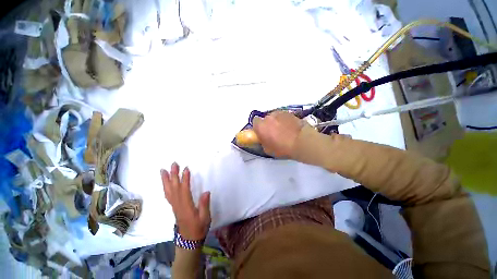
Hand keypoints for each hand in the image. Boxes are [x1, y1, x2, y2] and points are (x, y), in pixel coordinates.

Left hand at [161, 163, 210, 240]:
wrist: (189, 240)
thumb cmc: (199, 228)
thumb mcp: (205, 218)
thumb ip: (204, 205)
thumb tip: (206, 192)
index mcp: (186, 206)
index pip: (184, 190)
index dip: (185, 179)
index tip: (186, 169)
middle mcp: (178, 204)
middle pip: (174, 188)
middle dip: (173, 175)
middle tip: (173, 164)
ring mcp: (174, 205)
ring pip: (168, 191)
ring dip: (166, 180)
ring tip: (163, 170)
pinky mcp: (174, 207)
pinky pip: (168, 195)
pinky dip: (165, 187)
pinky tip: (165, 182)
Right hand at [253, 111, 303, 157]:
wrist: (302, 141)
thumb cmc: (283, 148)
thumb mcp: (268, 150)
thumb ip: (262, 141)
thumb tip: (263, 138)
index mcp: (261, 126)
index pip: (254, 122)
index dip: (258, 127)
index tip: (262, 133)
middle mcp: (268, 117)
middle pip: (265, 119)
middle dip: (268, 125)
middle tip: (273, 133)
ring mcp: (280, 113)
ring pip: (275, 117)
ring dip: (276, 122)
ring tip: (284, 131)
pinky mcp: (289, 113)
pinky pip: (283, 116)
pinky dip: (284, 121)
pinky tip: (290, 128)